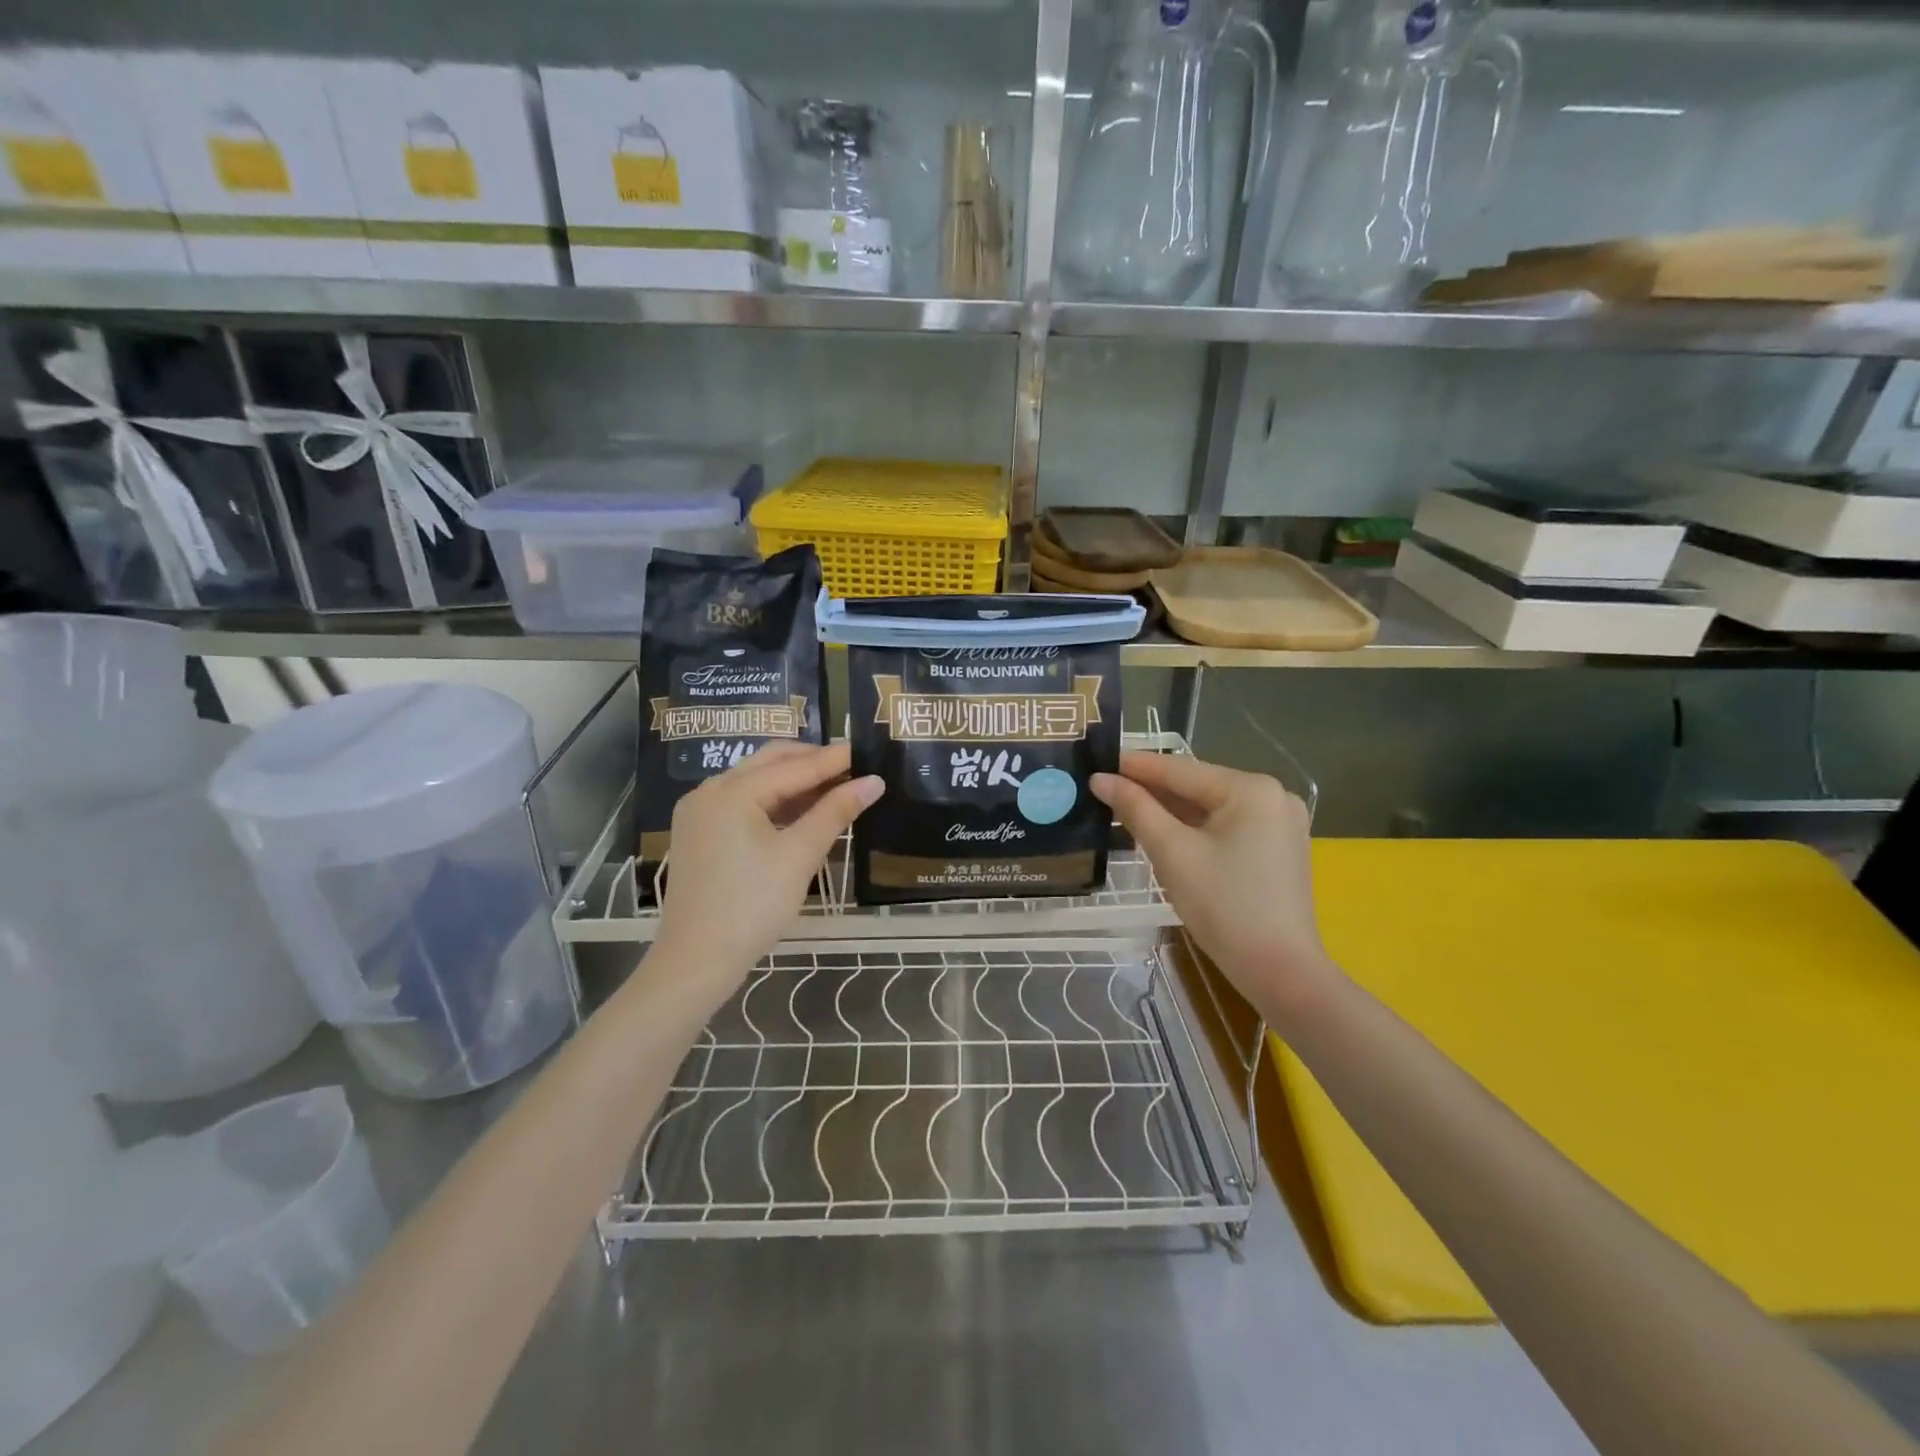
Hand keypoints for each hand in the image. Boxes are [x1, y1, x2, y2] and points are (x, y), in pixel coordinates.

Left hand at [653, 742, 882, 995]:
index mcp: (732, 791)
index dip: (834, 759)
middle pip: (770, 762)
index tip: (867, 750)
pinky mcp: (700, 834)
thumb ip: (835, 812)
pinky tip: (803, 813)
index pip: (794, 765)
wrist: (696, 961)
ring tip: (836, 788)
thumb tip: (874, 781)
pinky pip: (743, 804)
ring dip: (795, 783)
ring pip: (756, 783)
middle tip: (853, 767)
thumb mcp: (799, 856)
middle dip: (812, 762)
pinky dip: (774, 803)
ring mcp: (700, 812)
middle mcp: (710, 791)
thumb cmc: (752, 906)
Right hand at [1092, 751, 1334, 1020]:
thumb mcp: (1173, 853)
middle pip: (1197, 786)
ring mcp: (1280, 822)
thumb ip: (1136, 809)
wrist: (1281, 972)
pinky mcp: (1279, 847)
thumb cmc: (1224, 907)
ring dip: (1170, 810)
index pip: (1180, 769)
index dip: (1134, 766)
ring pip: (1210, 807)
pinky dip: (1194, 828)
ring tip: (1124, 808)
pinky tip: (1163, 831)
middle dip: (1152, 790)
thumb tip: (1100, 779)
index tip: (1096, 762)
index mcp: (1251, 789)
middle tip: (1105, 789)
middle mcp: (1272, 795)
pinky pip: (1227, 826)